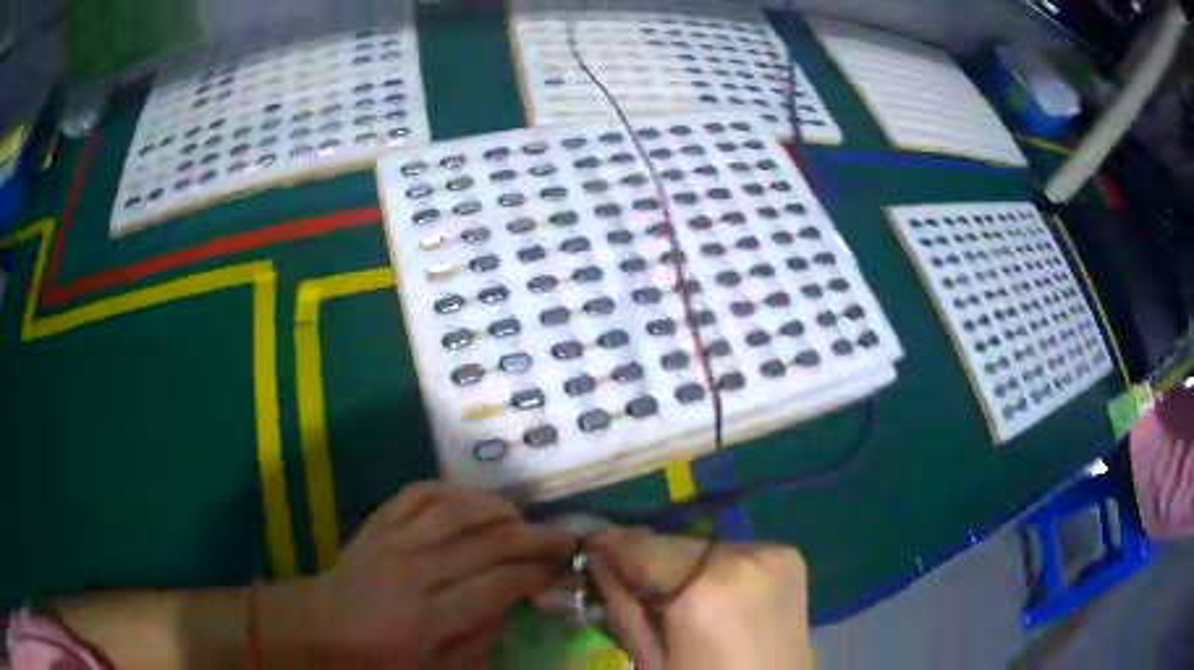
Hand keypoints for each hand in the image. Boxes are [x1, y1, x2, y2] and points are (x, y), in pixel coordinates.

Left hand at [260, 483, 571, 668]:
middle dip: (532, 538)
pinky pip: (416, 494)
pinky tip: (471, 499)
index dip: (535, 574)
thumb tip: (510, 607)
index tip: (560, 568)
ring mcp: (393, 541)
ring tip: (522, 516)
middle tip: (561, 536)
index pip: (497, 585)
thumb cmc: (378, 658)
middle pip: (484, 543)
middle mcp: (414, 572)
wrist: (320, 627)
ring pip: (454, 510)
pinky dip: (449, 489)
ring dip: (496, 508)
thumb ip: (477, 643)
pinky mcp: (377, 524)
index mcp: (429, 617)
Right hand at [585, 527, 813, 669]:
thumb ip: (623, 605)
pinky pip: (735, 554)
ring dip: (681, 566)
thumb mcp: (651, 660)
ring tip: (668, 596)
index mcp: (706, 589)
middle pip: (676, 546)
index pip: (643, 547)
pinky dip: (713, 569)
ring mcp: (774, 555)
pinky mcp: (791, 559)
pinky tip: (707, 596)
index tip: (587, 544)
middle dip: (646, 560)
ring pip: (705, 548)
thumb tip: (597, 559)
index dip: (609, 544)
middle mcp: (745, 557)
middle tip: (622, 577)